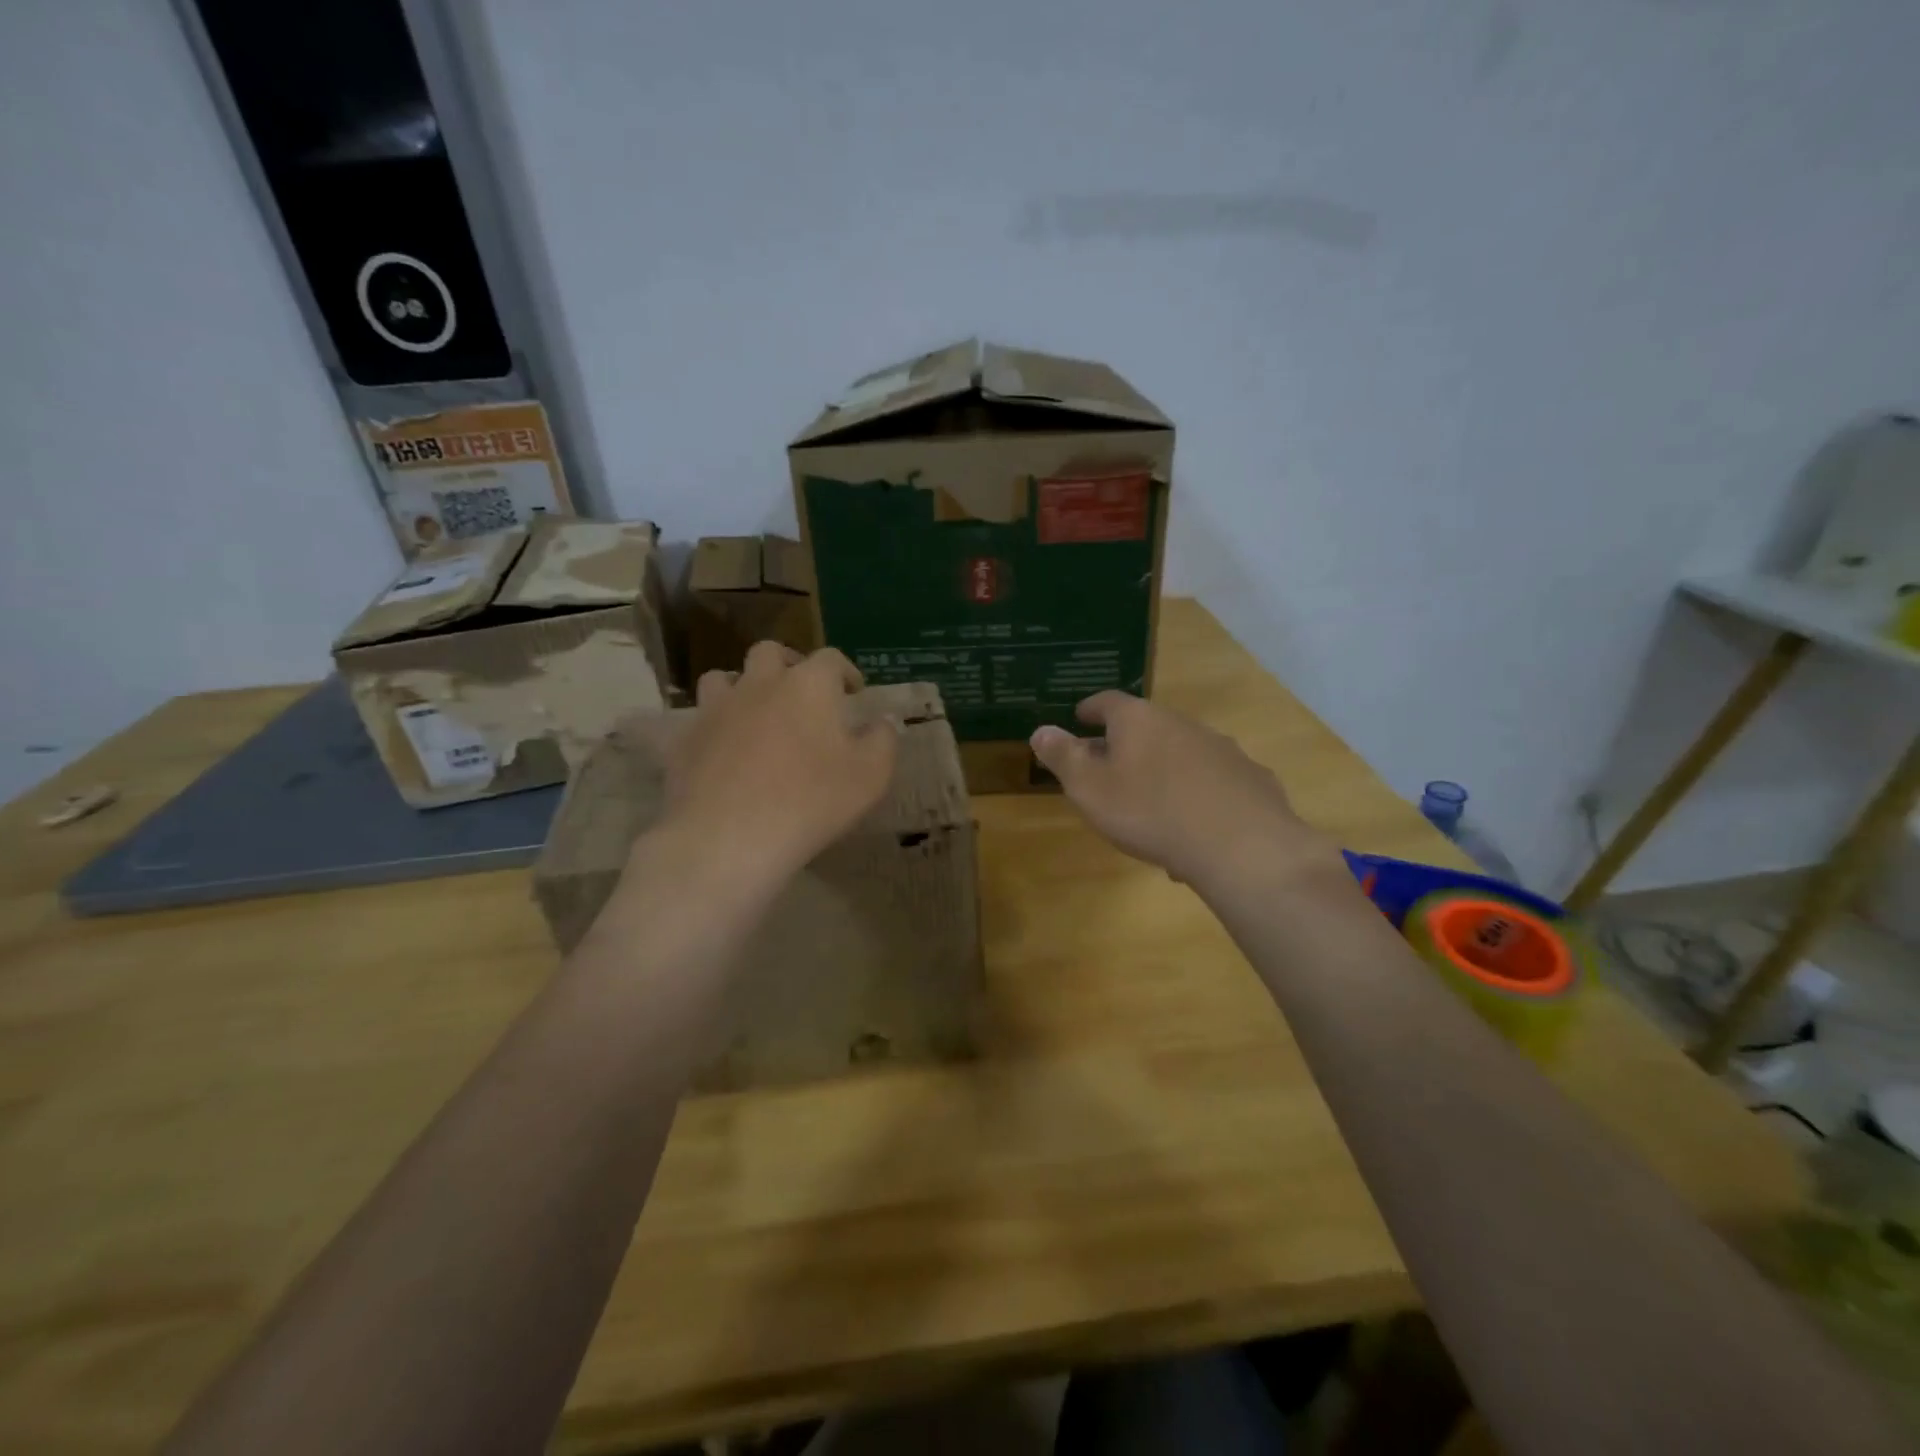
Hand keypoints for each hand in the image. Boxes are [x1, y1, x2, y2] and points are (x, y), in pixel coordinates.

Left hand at [656, 643, 897, 886]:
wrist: (728, 837)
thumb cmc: (811, 802)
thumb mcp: (870, 776)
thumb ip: (882, 741)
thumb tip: (882, 721)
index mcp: (808, 685)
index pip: (830, 658)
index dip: (845, 671)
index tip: (854, 691)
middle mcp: (759, 684)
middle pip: (770, 653)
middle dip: (789, 664)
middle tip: (801, 691)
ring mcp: (716, 709)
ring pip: (723, 678)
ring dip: (742, 687)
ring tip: (755, 713)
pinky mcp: (685, 740)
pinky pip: (699, 720)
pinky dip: (715, 727)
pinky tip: (724, 752)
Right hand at [1030, 692, 1334, 890]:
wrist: (1240, 845)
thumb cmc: (1150, 812)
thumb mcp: (1090, 789)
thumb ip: (1063, 757)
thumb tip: (1041, 730)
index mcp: (1138, 720)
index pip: (1108, 701)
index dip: (1091, 708)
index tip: (1080, 716)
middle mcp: (1181, 723)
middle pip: (1146, 726)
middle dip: (1125, 743)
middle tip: (1108, 766)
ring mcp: (1221, 748)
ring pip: (1180, 753)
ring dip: (1162, 769)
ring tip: (1149, 802)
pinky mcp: (1250, 778)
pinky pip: (1211, 780)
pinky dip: (1196, 793)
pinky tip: (1192, 826)